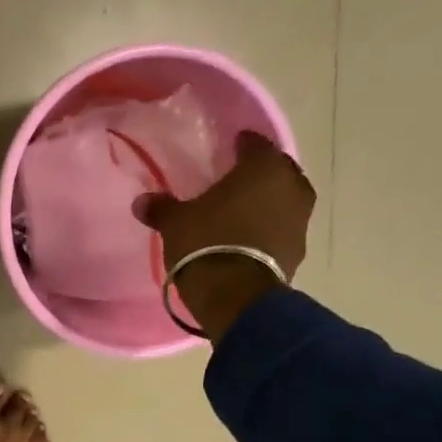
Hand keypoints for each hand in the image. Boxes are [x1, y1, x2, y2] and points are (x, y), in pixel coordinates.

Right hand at [136, 132, 316, 340]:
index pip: (254, 144)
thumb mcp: (176, 224)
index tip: (227, 150)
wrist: (235, 297)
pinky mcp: (298, 250)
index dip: (240, 146)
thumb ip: (161, 208)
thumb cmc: (206, 244)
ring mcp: (300, 219)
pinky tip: (250, 239)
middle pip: (275, 171)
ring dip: (267, 204)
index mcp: (263, 166)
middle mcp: (291, 185)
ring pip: (283, 200)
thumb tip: (141, 201)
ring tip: (242, 214)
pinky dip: (269, 230)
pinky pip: (282, 230)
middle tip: (235, 183)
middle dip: (257, 175)